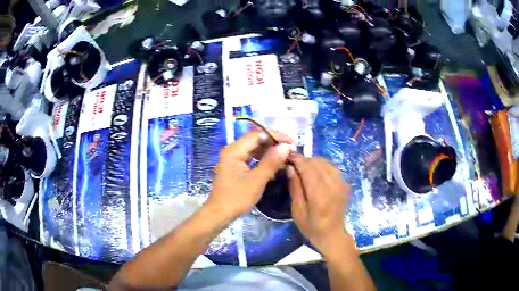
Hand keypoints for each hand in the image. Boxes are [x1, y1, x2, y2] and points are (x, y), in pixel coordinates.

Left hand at [207, 130, 292, 217]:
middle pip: (256, 140)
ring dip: (269, 151)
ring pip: (254, 148)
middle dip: (274, 143)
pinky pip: (251, 157)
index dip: (276, 136)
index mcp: (234, 150)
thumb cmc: (237, 198)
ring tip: (285, 157)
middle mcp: (232, 150)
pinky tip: (274, 165)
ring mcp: (233, 158)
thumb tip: (286, 147)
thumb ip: (271, 162)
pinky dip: (263, 159)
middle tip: (291, 150)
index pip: (258, 134)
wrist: (219, 213)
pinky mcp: (235, 166)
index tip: (292, 142)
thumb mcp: (257, 180)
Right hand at [288, 154, 350, 256]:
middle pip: (317, 162)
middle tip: (293, 164)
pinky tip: (316, 173)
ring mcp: (341, 183)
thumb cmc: (311, 226)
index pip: (308, 168)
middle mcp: (333, 185)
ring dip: (313, 162)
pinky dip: (322, 166)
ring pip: (325, 162)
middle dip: (304, 160)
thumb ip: (295, 187)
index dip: (298, 160)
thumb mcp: (297, 210)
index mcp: (320, 195)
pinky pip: (332, 167)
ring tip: (303, 168)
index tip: (288, 156)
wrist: (332, 234)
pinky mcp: (345, 183)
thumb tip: (290, 167)